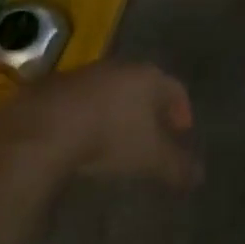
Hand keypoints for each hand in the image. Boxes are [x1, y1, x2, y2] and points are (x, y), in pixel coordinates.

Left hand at [11, 61, 199, 187]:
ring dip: (119, 110)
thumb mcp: (152, 159)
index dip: (182, 110)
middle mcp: (121, 67)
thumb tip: (199, 176)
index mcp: (150, 77)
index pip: (176, 89)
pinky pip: (84, 99)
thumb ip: (178, 166)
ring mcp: (87, 73)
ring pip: (113, 90)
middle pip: (144, 85)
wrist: (45, 127)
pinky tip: (85, 136)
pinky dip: (92, 115)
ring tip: (118, 137)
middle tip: (154, 134)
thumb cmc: (111, 137)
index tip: (182, 131)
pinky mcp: (57, 85)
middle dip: (151, 109)